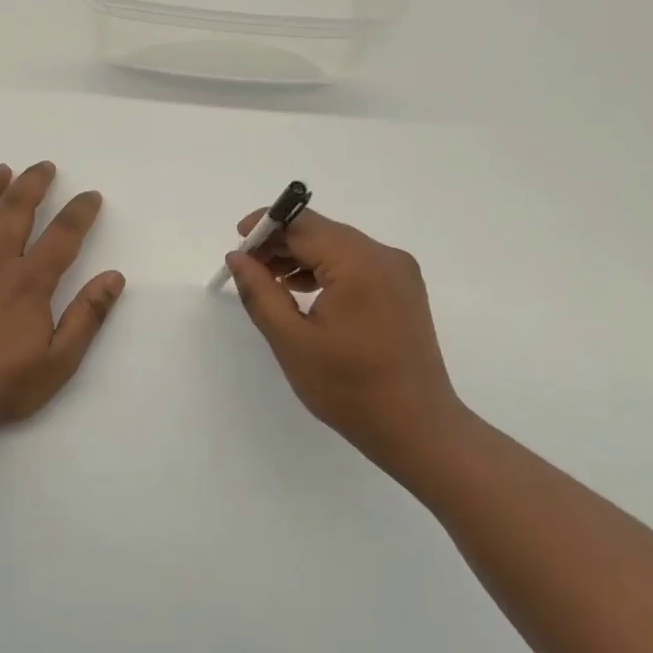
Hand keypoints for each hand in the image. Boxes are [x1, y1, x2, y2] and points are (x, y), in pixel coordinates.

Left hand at [0, 162, 124, 431]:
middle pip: (15, 211)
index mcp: (29, 284)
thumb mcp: (60, 362)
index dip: (80, 212)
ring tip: (2, 170)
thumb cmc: (4, 386)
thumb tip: (114, 277)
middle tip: (45, 167)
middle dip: (33, 184)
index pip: (62, 235)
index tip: (91, 196)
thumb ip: (87, 317)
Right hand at [225, 209, 467, 466]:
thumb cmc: (348, 388)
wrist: (416, 427)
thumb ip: (260, 292)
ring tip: (270, 282)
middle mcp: (384, 256)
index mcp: (358, 264)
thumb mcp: (291, 340)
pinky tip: (303, 291)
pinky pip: (356, 264)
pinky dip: (326, 269)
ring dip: (302, 256)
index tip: (237, 244)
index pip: (303, 224)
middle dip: (281, 243)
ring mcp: (399, 272)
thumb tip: (238, 257)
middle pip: (322, 231)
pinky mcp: (403, 289)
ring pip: (338, 246)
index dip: (266, 226)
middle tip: (248, 268)